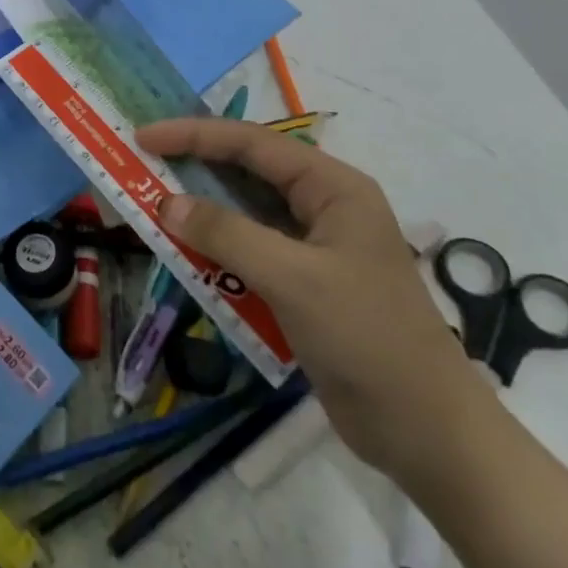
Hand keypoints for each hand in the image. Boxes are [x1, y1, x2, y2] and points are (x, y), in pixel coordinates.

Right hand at [136, 118, 491, 482]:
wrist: (426, 433)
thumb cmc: (366, 338)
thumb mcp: (292, 278)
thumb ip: (227, 235)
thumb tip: (167, 203)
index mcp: (333, 187)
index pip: (253, 143)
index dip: (195, 135)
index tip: (145, 137)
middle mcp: (323, 206)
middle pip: (247, 171)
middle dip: (194, 167)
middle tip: (141, 166)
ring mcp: (314, 246)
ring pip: (245, 212)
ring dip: (201, 210)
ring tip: (152, 205)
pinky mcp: (303, 283)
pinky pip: (249, 251)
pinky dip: (215, 249)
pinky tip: (185, 255)